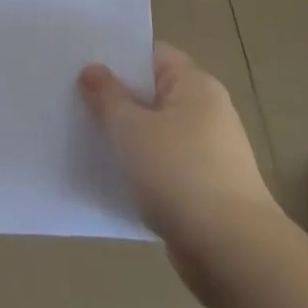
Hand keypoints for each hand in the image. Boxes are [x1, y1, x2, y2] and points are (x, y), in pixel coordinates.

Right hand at [80, 44, 283, 307]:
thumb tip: (92, 70)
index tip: (81, 62)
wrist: (233, 252)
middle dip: (117, 97)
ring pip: (157, 131)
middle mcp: (208, 112)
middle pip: (153, 92)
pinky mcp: (205, 189)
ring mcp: (209, 152)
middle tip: (73, 97)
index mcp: (196, 85)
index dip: (117, 56)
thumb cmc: (180, 173)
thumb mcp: (131, 128)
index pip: (152, 54)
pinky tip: (113, 174)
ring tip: (86, 134)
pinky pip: (164, 165)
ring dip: (127, 135)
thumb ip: (107, 96)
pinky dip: (141, 167)